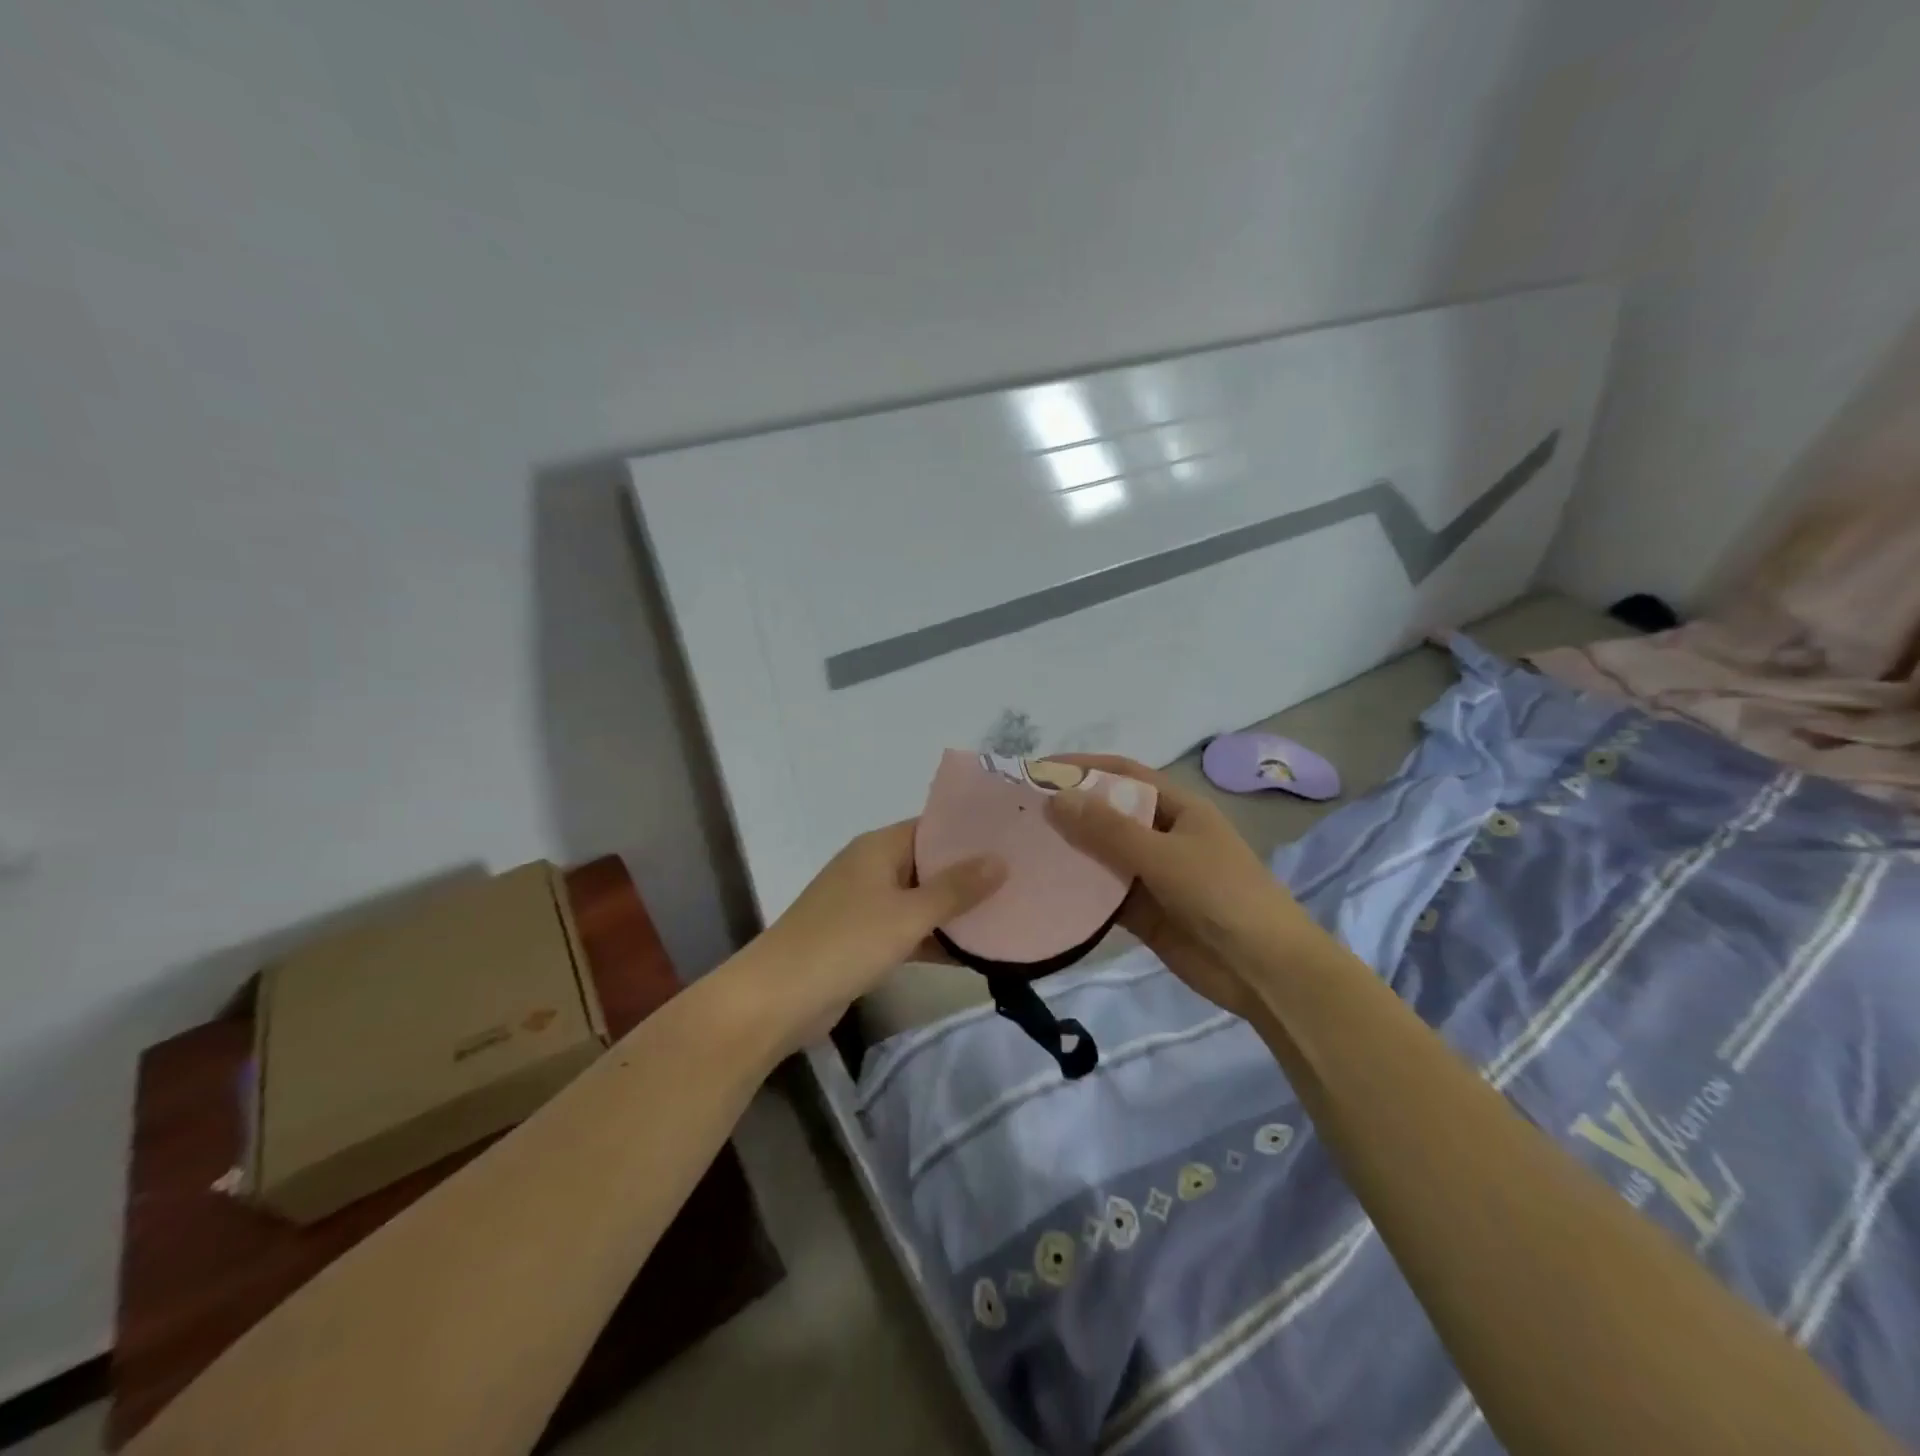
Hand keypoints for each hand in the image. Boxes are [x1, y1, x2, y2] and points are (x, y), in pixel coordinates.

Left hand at [752, 821, 1004, 1049]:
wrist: (776, 999)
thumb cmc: (844, 943)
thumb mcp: (907, 915)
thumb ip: (955, 889)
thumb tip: (1000, 860)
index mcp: (878, 848)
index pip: (933, 827)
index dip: (971, 833)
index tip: (1014, 839)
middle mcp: (871, 869)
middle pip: (929, 864)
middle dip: (970, 874)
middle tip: (1022, 878)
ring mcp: (865, 906)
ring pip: (921, 901)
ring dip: (955, 911)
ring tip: (1010, 913)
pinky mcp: (862, 941)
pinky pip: (908, 931)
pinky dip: (935, 939)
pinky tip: (975, 953)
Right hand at [1043, 755, 1326, 1019]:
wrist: (1265, 971)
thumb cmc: (1222, 896)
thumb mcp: (1164, 856)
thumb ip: (1109, 831)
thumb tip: (1056, 797)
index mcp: (1178, 808)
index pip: (1123, 775)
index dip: (1083, 767)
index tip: (1038, 769)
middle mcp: (1163, 835)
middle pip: (1108, 814)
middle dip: (1069, 810)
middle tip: (1019, 812)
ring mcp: (1153, 875)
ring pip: (1103, 856)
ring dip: (1070, 852)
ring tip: (1022, 848)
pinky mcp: (1144, 913)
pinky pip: (1105, 895)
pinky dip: (1079, 892)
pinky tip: (1045, 890)